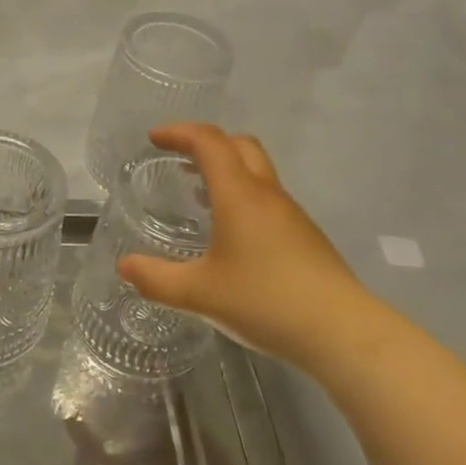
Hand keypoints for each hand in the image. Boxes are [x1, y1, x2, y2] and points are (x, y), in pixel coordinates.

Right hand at [118, 124, 392, 377]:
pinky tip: (232, 235)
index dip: (180, 133)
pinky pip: (268, 200)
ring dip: (227, 171)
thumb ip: (156, 280)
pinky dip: (243, 197)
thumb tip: (124, 267)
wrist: (341, 331)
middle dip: (207, 144)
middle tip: (180, 160)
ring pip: (257, 173)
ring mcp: (291, 214)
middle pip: (240, 146)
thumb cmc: (265, 301)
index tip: (155, 139)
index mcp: (239, 195)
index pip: (209, 142)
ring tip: (199, 196)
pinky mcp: (306, 237)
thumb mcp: (199, 295)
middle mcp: (267, 195)